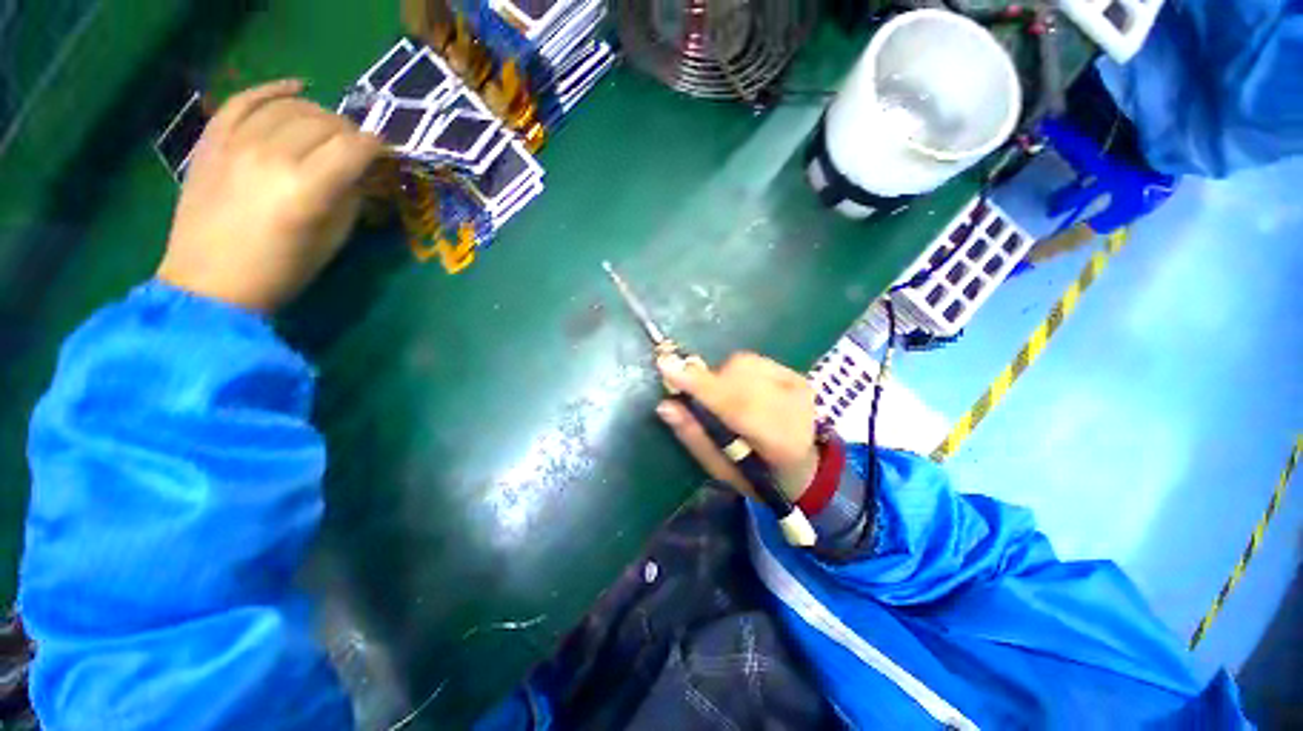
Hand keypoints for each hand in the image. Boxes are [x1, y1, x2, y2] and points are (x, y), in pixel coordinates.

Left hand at [157, 79, 382, 311]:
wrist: (209, 283)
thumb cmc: (282, 270)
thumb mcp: (333, 240)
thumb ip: (350, 198)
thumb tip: (361, 172)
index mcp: (307, 189)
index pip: (354, 147)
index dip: (377, 147)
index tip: (386, 154)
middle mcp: (272, 156)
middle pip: (325, 122)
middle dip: (350, 131)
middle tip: (358, 148)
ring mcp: (237, 143)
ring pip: (290, 106)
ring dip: (319, 113)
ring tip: (329, 127)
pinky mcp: (213, 140)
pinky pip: (245, 100)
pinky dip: (272, 89)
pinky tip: (295, 87)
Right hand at [655, 352, 819, 501]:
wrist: (804, 467)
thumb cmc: (757, 476)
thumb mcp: (721, 469)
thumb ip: (695, 436)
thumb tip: (666, 406)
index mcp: (780, 442)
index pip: (736, 406)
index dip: (700, 385)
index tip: (666, 367)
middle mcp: (795, 407)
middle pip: (739, 377)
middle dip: (707, 381)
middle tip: (690, 392)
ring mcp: (798, 385)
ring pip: (743, 363)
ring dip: (721, 376)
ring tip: (722, 400)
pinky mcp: (796, 374)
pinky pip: (753, 360)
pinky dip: (735, 371)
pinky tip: (739, 390)